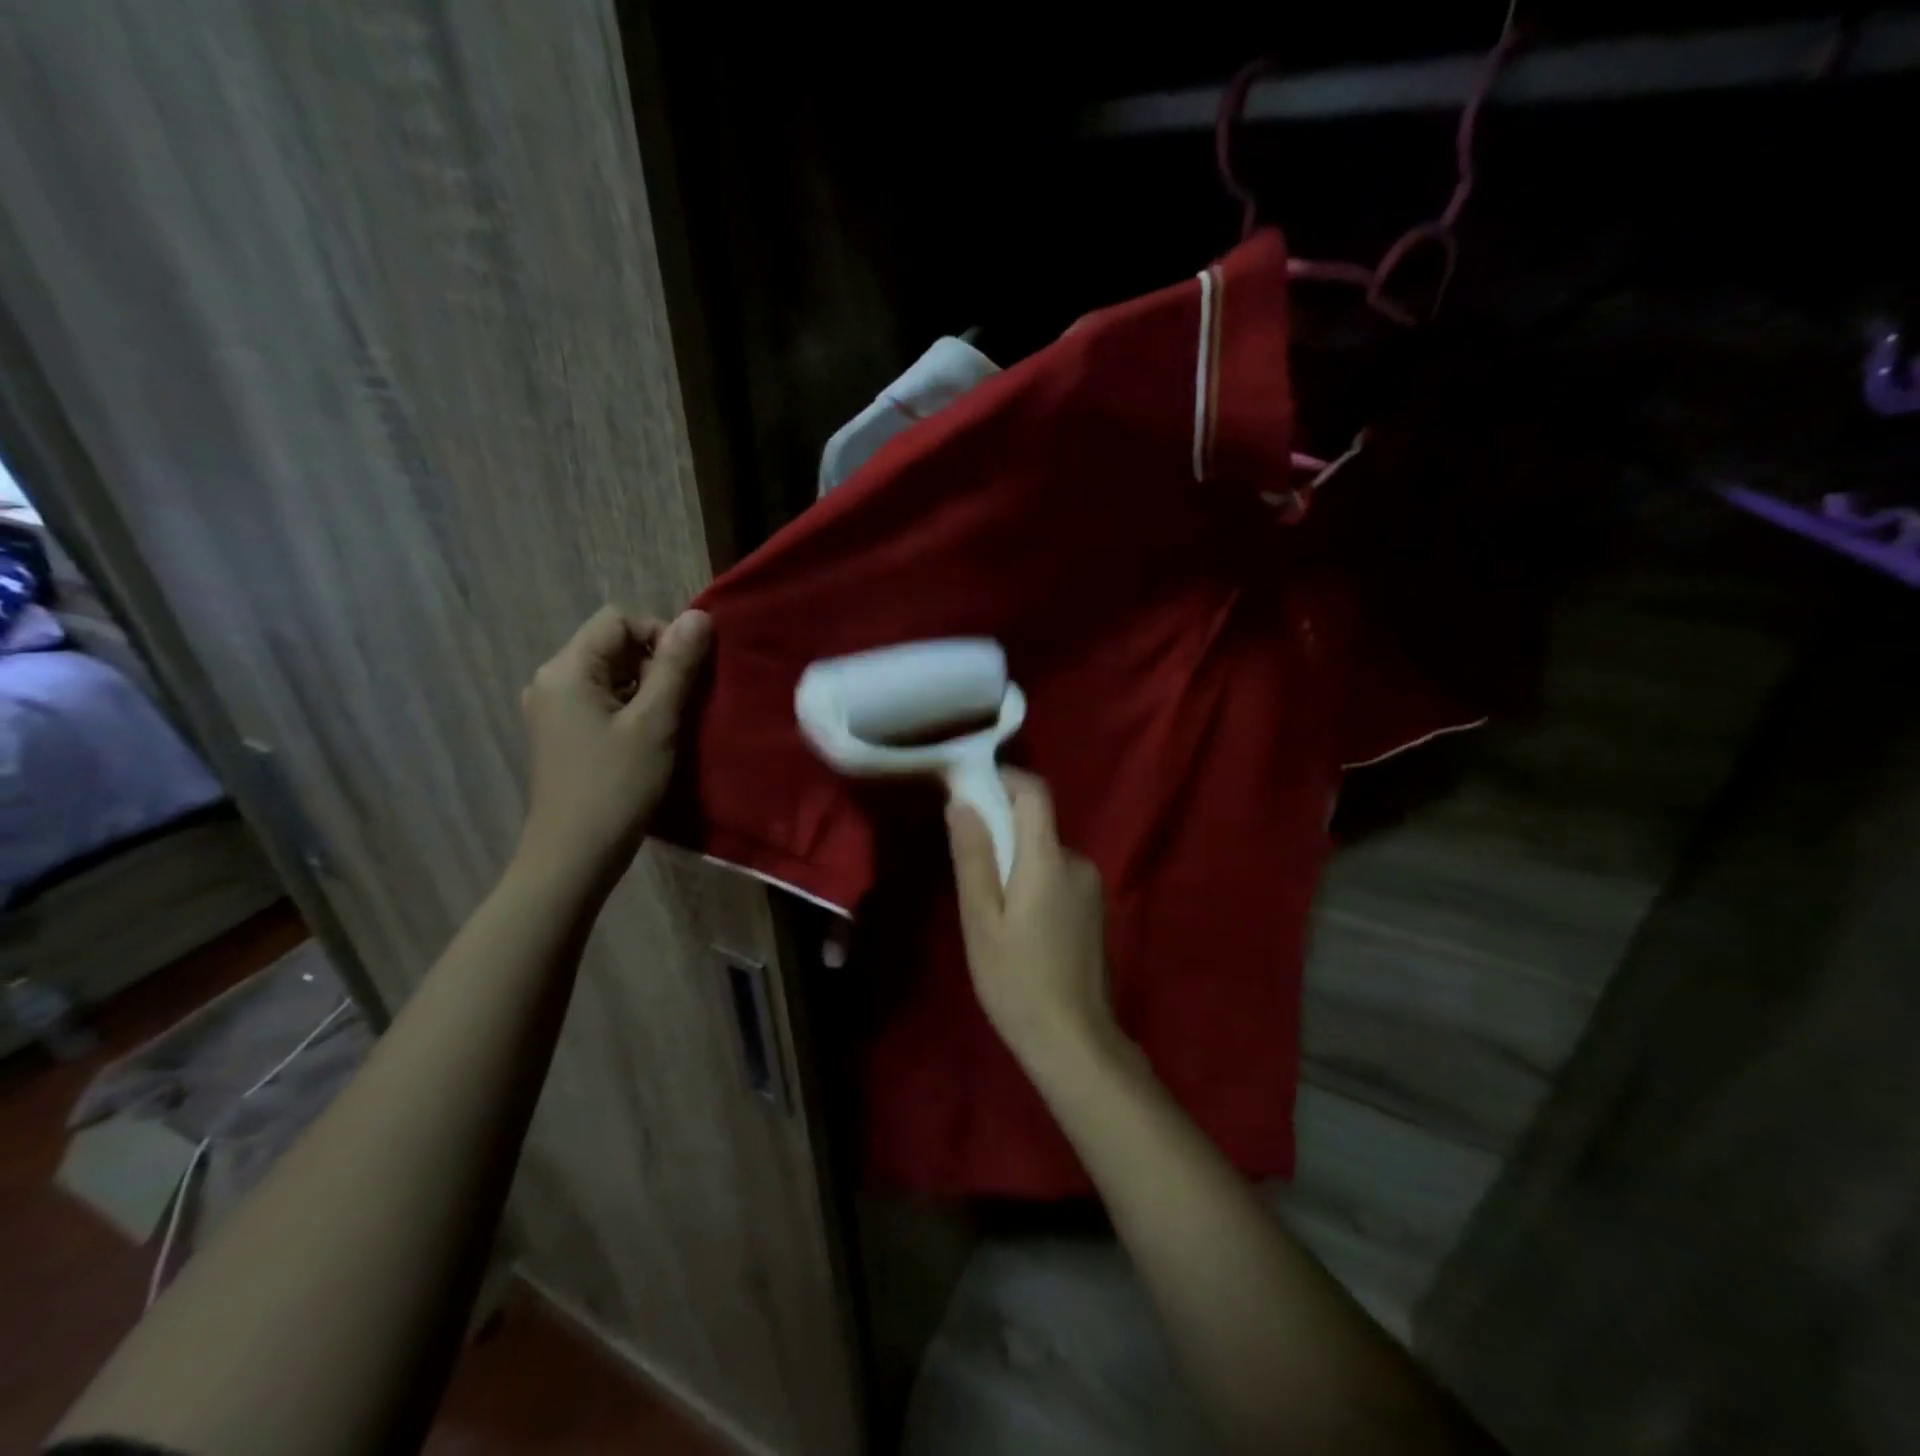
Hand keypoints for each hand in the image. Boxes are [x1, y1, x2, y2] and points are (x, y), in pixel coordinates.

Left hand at [516, 605, 711, 884]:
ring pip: (610, 675)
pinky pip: (602, 701)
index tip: (687, 676)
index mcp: (567, 669)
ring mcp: (553, 709)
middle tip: (683, 704)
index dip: (660, 635)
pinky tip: (648, 740)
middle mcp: (551, 680)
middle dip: (655, 664)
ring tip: (669, 725)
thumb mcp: (655, 722)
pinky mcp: (562, 735)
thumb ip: (677, 666)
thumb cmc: (616, 786)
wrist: (574, 856)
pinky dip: (630, 709)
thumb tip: (699, 616)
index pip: (619, 620)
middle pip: (613, 645)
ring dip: (647, 689)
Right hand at [947, 769, 1117, 1067]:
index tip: (972, 788)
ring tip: (990, 906)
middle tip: (968, 864)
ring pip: (1045, 853)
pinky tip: (1018, 924)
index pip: (1035, 792)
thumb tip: (962, 802)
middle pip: (1037, 824)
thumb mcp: (981, 920)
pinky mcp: (1095, 909)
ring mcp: (1092, 887)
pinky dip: (1033, 881)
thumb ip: (973, 857)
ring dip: (1017, 862)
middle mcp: (1078, 862)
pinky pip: (1058, 876)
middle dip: (1002, 830)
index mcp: (1049, 860)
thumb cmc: (1016, 981)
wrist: (1073, 1040)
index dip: (1005, 779)